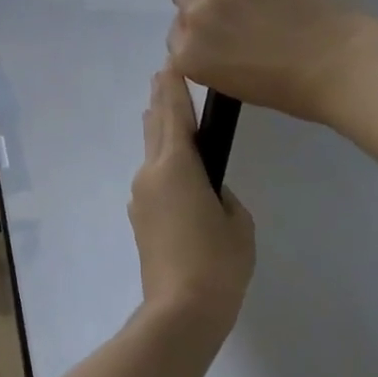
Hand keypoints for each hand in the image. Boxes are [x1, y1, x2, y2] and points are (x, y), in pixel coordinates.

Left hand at [129, 65, 255, 336]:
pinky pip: (152, 179)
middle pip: (155, 126)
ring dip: (160, 132)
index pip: (174, 114)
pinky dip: (161, 163)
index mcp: (176, 165)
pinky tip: (174, 171)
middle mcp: (151, 173)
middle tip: (164, 77)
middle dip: (161, 101)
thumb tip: (207, 191)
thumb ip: (223, 195)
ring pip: (151, 153)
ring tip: (168, 116)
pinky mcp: (139, 219)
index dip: (174, 87)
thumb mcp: (238, 223)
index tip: (170, 64)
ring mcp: (140, 196)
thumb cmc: (217, 263)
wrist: (180, 312)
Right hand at [167, 0, 372, 126]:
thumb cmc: (294, 88)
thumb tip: (204, 34)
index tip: (218, 30)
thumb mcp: (234, 84)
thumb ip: (208, 57)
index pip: (176, 32)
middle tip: (231, 4)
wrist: (342, 65)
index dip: (197, 29)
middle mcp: (195, 16)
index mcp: (189, 55)